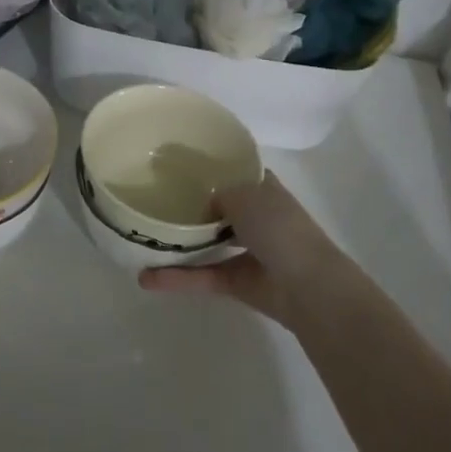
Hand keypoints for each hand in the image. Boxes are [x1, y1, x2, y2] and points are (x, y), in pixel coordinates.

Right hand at [138, 171, 354, 324]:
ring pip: (206, 243)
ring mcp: (246, 251)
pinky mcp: (236, 282)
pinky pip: (202, 275)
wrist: (307, 287)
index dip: (210, 168)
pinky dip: (177, 278)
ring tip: (143, 238)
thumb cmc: (280, 229)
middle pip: (217, 207)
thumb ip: (218, 194)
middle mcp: (255, 217)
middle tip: (152, 198)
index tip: (177, 164)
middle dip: (190, 205)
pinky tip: (147, 278)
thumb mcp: (245, 195)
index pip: (235, 172)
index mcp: (264, 190)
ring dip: (178, 243)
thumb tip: (203, 206)